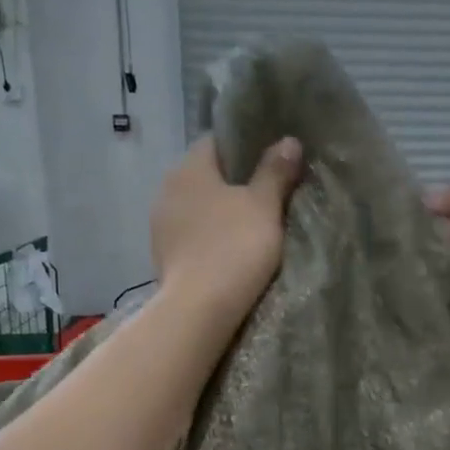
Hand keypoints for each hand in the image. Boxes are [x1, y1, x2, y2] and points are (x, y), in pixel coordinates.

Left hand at [151, 134, 304, 328]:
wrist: (199, 309)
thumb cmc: (234, 248)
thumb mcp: (264, 206)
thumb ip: (275, 171)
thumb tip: (288, 140)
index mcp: (189, 167)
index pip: (216, 142)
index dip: (245, 147)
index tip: (270, 162)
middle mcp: (167, 188)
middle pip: (206, 176)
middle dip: (233, 183)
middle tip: (266, 196)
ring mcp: (160, 224)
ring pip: (197, 208)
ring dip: (219, 213)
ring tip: (249, 226)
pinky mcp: (162, 255)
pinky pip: (191, 235)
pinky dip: (208, 238)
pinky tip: (227, 251)